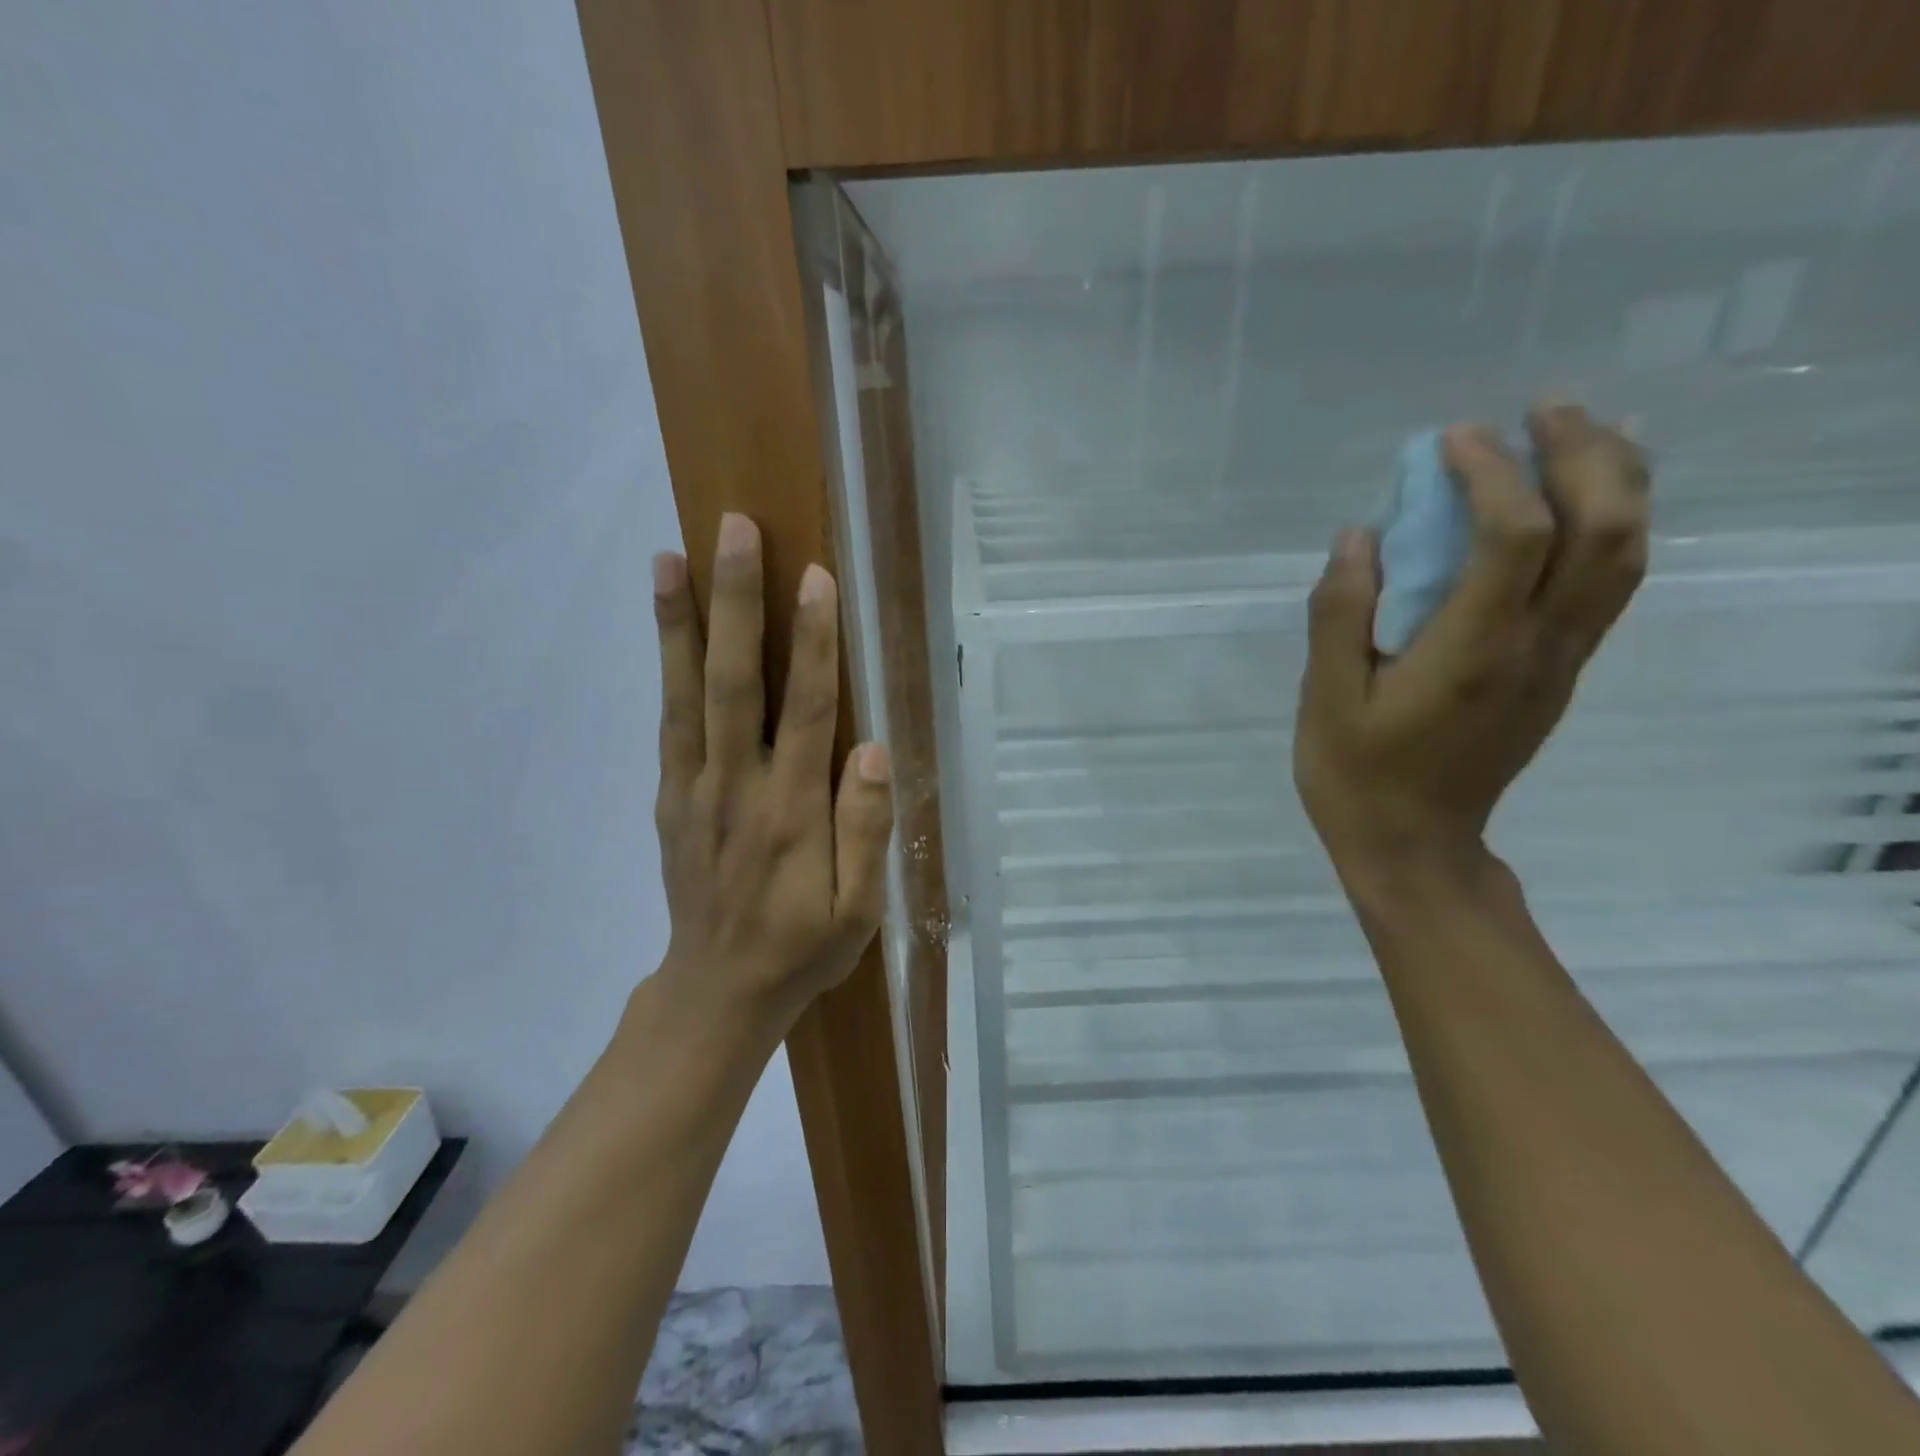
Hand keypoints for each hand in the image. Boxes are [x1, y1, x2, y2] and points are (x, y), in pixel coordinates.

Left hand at [651, 513, 893, 1023]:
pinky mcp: (670, 799)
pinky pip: (669, 723)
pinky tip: (668, 629)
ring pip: (686, 694)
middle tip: (733, 531)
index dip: (813, 642)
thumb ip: (866, 829)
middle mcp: (737, 787)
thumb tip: (872, 749)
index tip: (814, 577)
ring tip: (671, 556)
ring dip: (681, 622)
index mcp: (792, 813)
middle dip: (737, 603)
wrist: (717, 993)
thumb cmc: (803, 949)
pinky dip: (666, 669)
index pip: (805, 711)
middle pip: (735, 682)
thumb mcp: (858, 911)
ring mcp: (693, 789)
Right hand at [1294, 403, 1649, 882]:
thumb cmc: (1356, 776)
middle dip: (1581, 453)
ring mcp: (1560, 661)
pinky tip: (1587, 497)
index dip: (1490, 474)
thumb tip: (1359, 535)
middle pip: (1604, 529)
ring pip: (1627, 552)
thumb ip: (1340, 614)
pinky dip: (1613, 523)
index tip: (1450, 441)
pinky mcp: (1560, 672)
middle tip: (1539, 409)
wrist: (1416, 846)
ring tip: (1580, 430)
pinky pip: (1610, 583)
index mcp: (1472, 653)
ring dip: (1615, 479)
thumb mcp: (1325, 699)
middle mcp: (1537, 648)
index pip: (1514, 536)